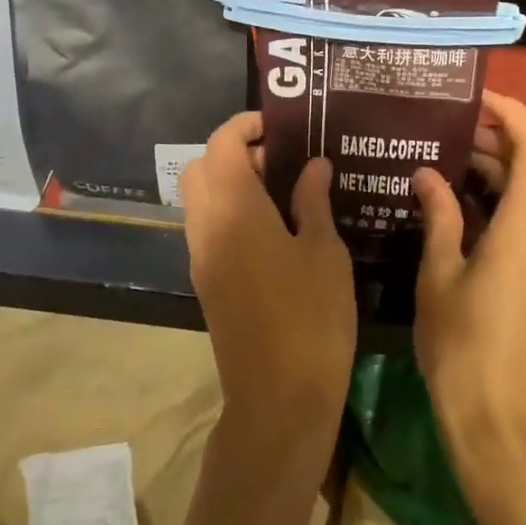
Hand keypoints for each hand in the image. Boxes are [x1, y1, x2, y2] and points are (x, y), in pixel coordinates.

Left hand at [181, 112, 355, 444]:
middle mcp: (206, 226)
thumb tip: (313, 165)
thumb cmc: (311, 316)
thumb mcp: (324, 251)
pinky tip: (273, 229)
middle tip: (280, 161)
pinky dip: (230, 212)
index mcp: (234, 209)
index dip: (246, 126)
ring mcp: (201, 257)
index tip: (280, 126)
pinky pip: (208, 228)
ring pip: (201, 199)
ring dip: (231, 183)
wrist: (278, 398)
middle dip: (234, 153)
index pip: (221, 144)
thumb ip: (313, 200)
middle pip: (201, 167)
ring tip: (283, 193)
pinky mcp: (206, 283)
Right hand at [412, 91, 525, 461]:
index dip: (512, 112)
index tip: (473, 98)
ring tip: (449, 156)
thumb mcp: (439, 275)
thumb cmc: (464, 347)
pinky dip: (504, 196)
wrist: (503, 423)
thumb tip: (426, 173)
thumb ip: (438, 216)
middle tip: (451, 126)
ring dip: (502, 166)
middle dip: (502, 135)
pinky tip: (462, 204)